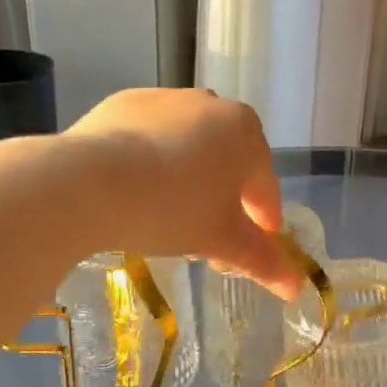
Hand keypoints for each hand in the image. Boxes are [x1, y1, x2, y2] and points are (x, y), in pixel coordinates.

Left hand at [63, 88, 300, 297]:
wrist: (89, 181)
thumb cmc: (172, 209)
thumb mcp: (221, 240)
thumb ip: (263, 261)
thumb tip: (297, 288)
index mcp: (246, 132)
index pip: (265, 184)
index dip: (265, 216)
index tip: (261, 239)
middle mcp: (212, 104)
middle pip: (229, 159)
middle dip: (226, 194)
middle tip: (213, 230)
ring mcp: (167, 98)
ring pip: (191, 143)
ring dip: (191, 173)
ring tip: (172, 209)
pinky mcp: (126, 103)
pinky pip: (152, 135)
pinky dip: (153, 158)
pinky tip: (138, 185)